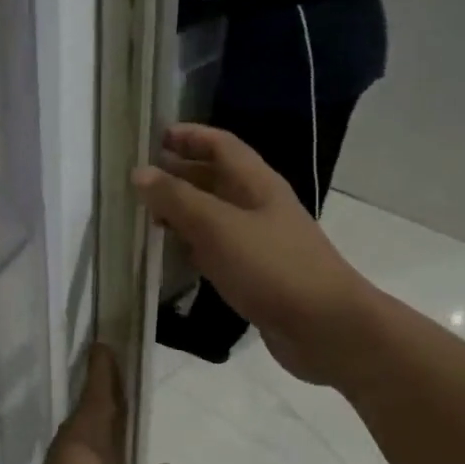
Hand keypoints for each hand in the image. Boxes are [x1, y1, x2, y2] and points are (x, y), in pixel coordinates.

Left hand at [11, 346, 179, 463]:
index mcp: (80, 462)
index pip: (94, 405)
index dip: (102, 376)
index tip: (105, 347)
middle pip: (80, 425)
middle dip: (98, 400)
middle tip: (119, 378)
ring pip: (73, 451)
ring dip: (94, 431)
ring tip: (119, 420)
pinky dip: (90, 461)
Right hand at [134, 124, 372, 386]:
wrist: (325, 327)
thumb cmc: (272, 267)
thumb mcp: (218, 227)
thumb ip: (177, 199)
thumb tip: (140, 172)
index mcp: (256, 183)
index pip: (220, 145)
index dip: (189, 136)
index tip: (152, 137)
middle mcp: (259, 206)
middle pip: (216, 178)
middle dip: (179, 173)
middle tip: (138, 179)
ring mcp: (259, 241)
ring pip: (215, 215)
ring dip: (183, 210)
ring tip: (146, 215)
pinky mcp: (256, 274)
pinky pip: (218, 248)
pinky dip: (194, 245)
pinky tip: (172, 254)